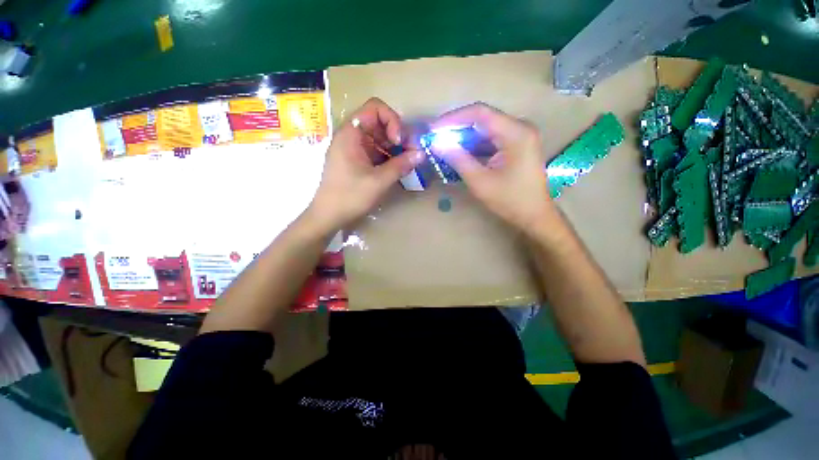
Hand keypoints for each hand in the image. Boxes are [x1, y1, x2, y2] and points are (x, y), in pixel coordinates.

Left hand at [307, 98, 424, 230]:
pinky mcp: (357, 161)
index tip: (399, 142)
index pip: (375, 108)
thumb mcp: (378, 181)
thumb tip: (421, 154)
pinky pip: (376, 151)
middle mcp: (352, 136)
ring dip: (395, 148)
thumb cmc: (350, 197)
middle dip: (398, 135)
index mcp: (351, 134)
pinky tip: (398, 168)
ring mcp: (354, 149)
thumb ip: (401, 165)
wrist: (328, 216)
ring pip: (379, 138)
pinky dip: (389, 157)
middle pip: (379, 123)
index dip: (392, 120)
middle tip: (411, 153)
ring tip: (407, 162)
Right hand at [429, 103, 555, 232]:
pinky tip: (460, 152)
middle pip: (483, 119)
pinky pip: (491, 139)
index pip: (480, 113)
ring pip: (486, 129)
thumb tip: (437, 144)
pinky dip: (475, 145)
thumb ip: (458, 159)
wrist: (534, 215)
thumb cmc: (510, 200)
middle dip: (457, 127)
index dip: (453, 118)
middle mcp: (520, 127)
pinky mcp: (517, 145)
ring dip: (465, 137)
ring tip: (444, 144)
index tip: (434, 128)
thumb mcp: (480, 181)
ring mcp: (520, 136)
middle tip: (436, 137)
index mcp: (516, 132)